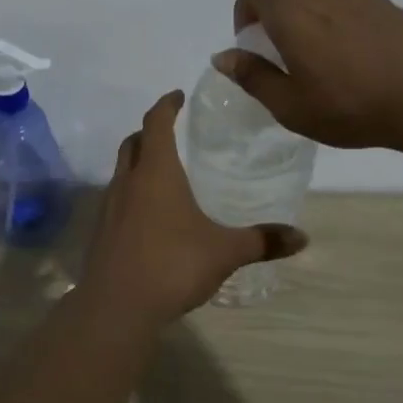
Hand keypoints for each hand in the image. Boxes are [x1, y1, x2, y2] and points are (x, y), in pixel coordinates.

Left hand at [80, 91, 306, 318]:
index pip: (156, 123)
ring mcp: (109, 207)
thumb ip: (261, 241)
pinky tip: (149, 216)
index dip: (166, 105)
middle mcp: (128, 182)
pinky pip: (116, 200)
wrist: (117, 307)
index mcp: (156, 173)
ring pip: (121, 171)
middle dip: (149, 131)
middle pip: (132, 143)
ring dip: (138, 164)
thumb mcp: (224, 252)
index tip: (177, 95)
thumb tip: (302, 237)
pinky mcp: (100, 233)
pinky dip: (131, 194)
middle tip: (169, 132)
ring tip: (162, 174)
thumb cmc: (172, 265)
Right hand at [216, 0, 402, 154]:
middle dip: (279, 22)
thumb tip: (223, 56)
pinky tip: (362, 62)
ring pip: (322, 0)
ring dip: (313, 23)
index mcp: (293, 12)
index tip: (252, 41)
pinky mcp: (389, 6)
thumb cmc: (350, 107)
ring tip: (329, 64)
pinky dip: (344, 25)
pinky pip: (352, 7)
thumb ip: (252, 76)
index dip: (244, 9)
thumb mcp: (290, 106)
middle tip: (290, 64)